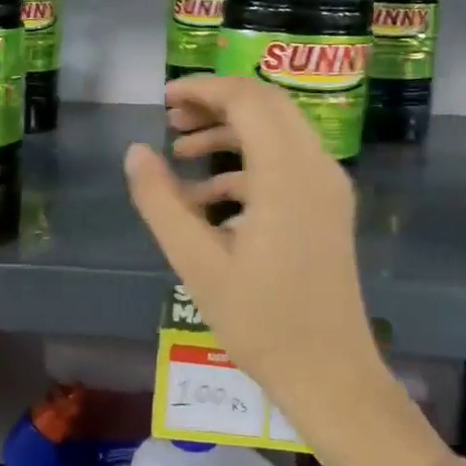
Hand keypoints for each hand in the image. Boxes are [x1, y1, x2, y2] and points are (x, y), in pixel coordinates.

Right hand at [123, 74, 382, 401]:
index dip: (203, 89)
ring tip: (180, 151)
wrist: (330, 375)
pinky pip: (286, 163)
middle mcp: (316, 168)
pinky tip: (206, 196)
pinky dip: (246, 163)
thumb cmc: (260, 321)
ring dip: (230, 131)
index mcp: (287, 174)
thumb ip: (161, 201)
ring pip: (278, 131)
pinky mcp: (328, 209)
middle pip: (267, 105)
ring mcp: (327, 188)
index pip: (247, 99)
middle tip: (171, 118)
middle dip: (216, 102)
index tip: (163, 99)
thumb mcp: (196, 262)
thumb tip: (135, 152)